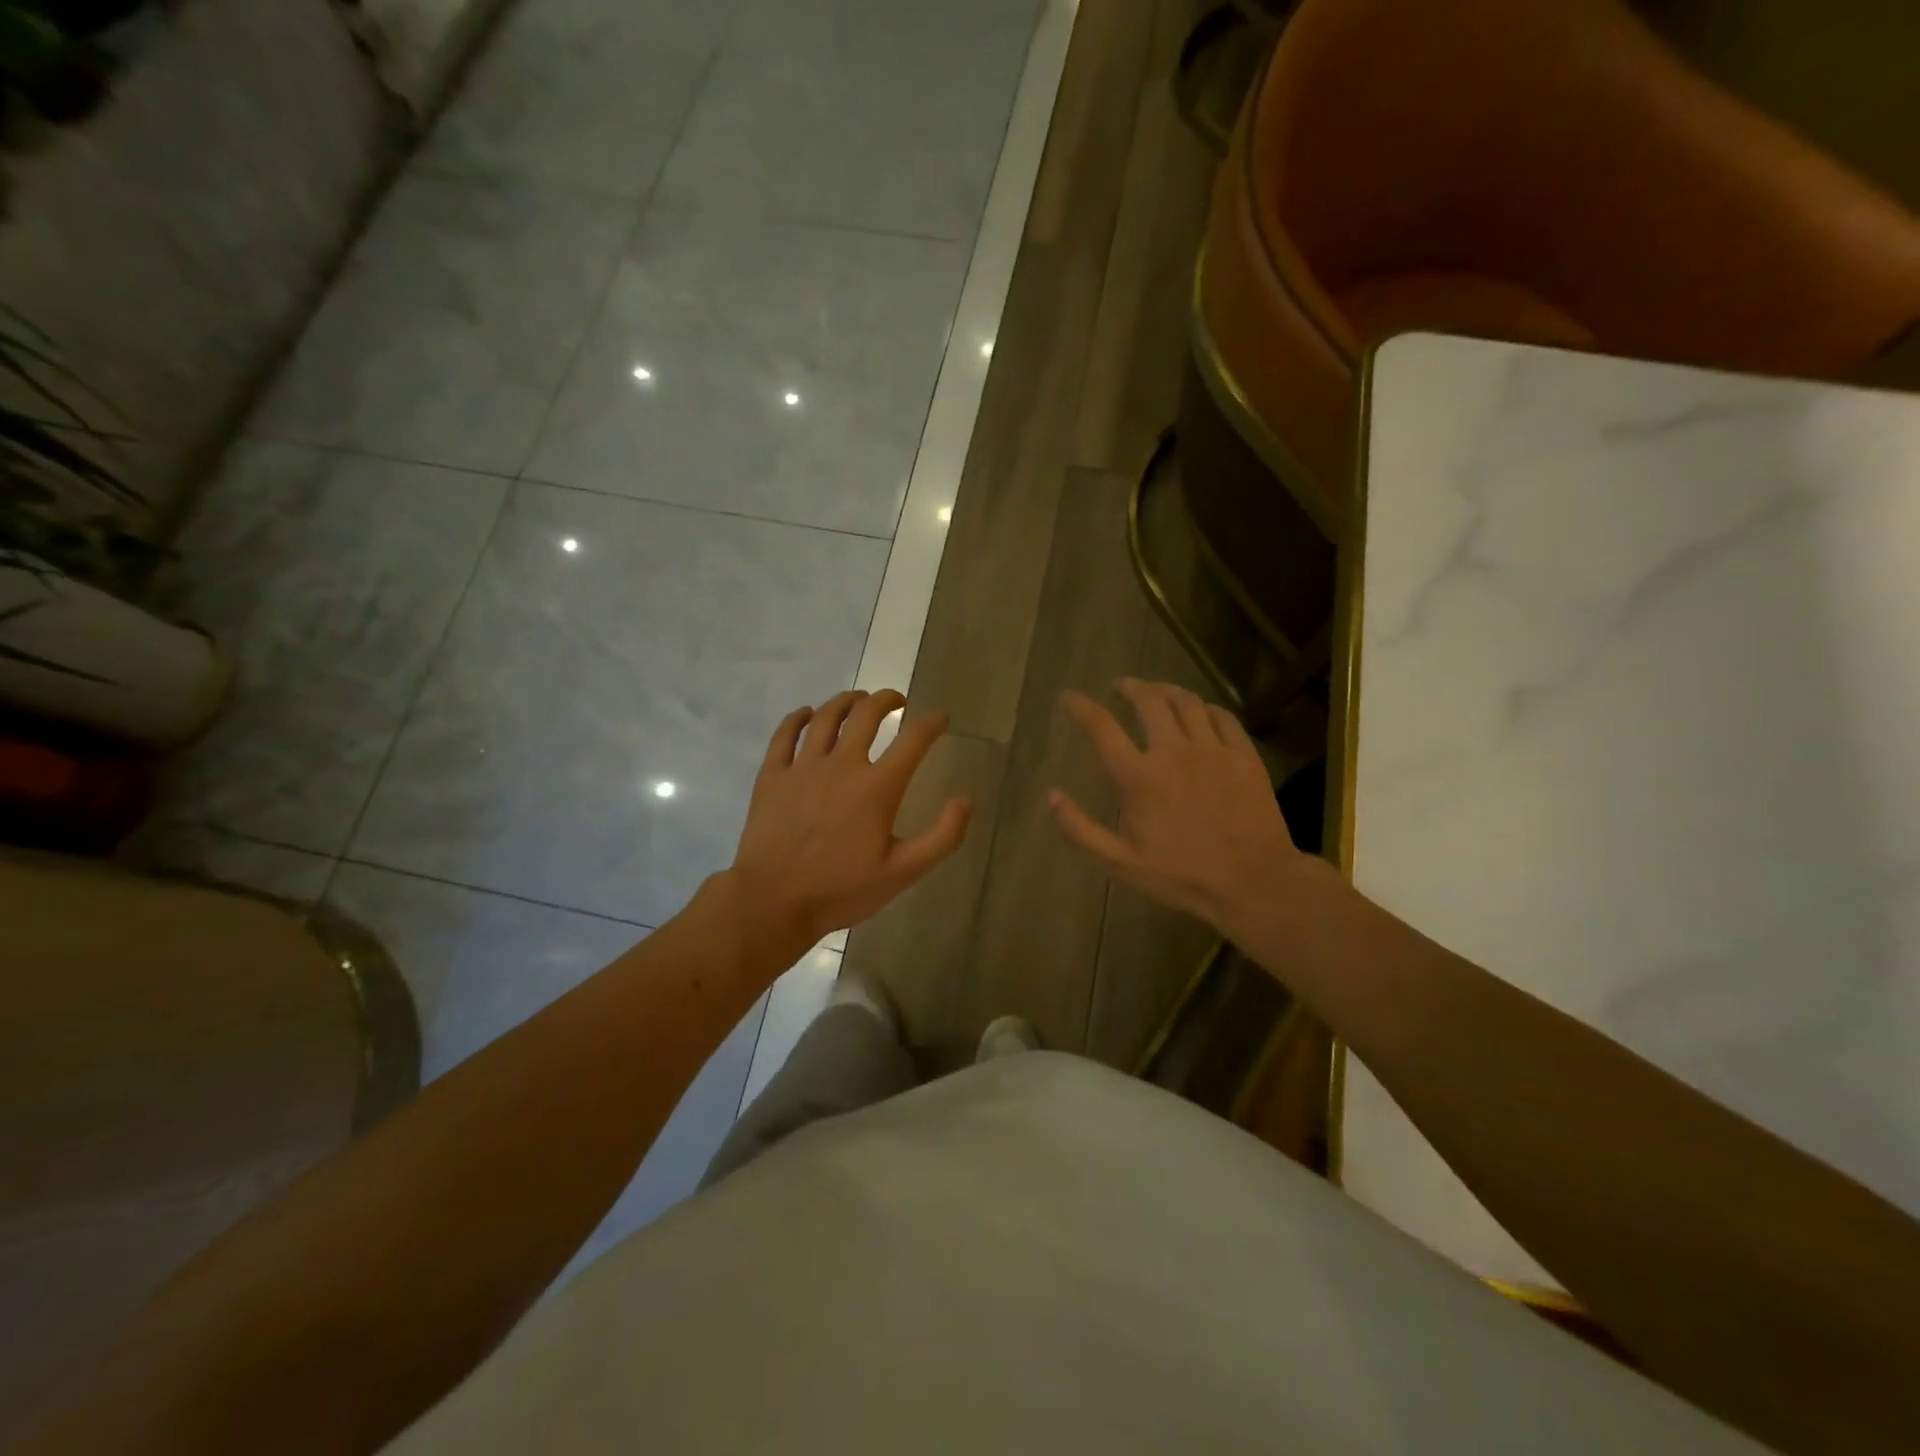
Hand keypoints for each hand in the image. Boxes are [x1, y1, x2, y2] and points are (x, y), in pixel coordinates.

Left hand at [726, 690, 970, 949]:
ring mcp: (803, 767)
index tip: (940, 719)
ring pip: (825, 717)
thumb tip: (966, 801)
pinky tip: (806, 713)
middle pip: (866, 714)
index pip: (913, 740)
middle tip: (897, 700)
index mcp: (877, 787)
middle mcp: (842, 765)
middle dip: (886, 699)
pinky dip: (797, 718)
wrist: (773, 902)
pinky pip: (784, 735)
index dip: (931, 723)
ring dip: (846, 700)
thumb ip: (942, 837)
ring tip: (858, 698)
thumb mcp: (903, 873)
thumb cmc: (842, 890)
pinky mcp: (772, 776)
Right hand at [1050, 679, 1320, 936]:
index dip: (1081, 707)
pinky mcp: (1244, 755)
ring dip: (1166, 690)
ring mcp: (1213, 749)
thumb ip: (1080, 830)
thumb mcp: (1120, 863)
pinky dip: (1205, 708)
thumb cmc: (1181, 875)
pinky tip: (1200, 712)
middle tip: (1120, 687)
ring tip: (1156, 692)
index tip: (1069, 698)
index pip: (1102, 727)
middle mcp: (1174, 751)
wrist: (1253, 881)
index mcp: (1139, 776)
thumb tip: (1052, 796)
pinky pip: (1223, 717)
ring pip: (1187, 701)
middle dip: (1130, 687)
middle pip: (1149, 700)